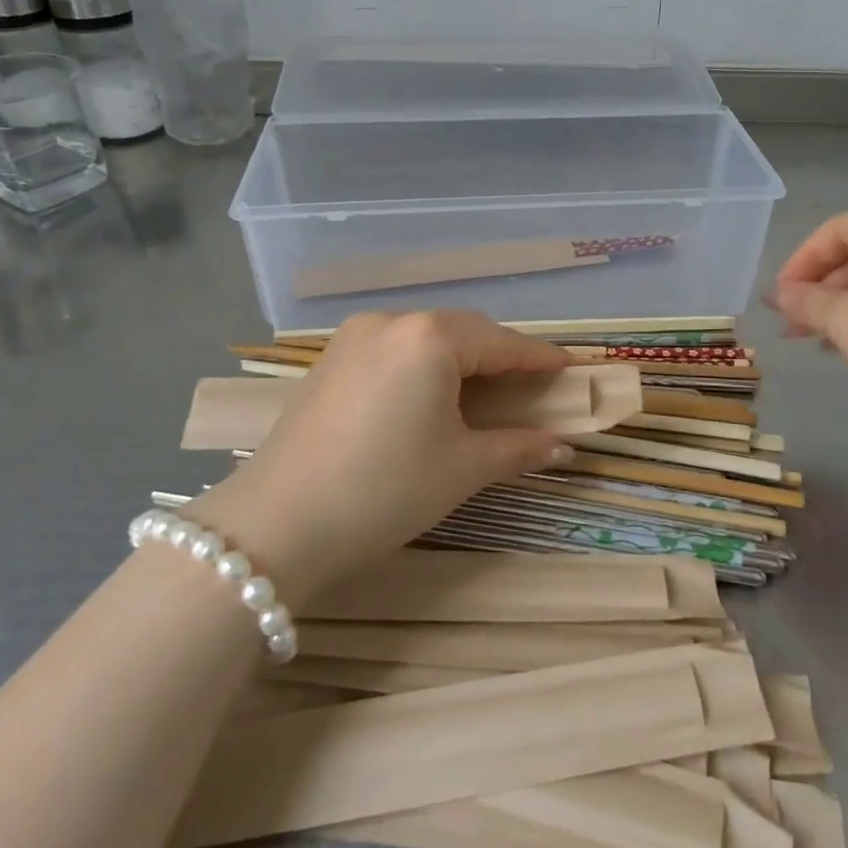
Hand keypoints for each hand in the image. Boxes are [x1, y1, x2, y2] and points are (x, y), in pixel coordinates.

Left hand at [188, 310, 571, 603]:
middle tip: (532, 388)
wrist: (276, 525)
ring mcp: (354, 337)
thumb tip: (561, 445)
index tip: (571, 369)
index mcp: (430, 337)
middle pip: (464, 332)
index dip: (540, 359)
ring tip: (485, 394)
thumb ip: (518, 448)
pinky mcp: (330, 360)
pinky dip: (424, 366)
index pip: (502, 343)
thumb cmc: (385, 489)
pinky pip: (395, 350)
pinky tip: (431, 396)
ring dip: (461, 360)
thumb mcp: (462, 469)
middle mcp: (391, 322)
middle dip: (501, 357)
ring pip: (426, 339)